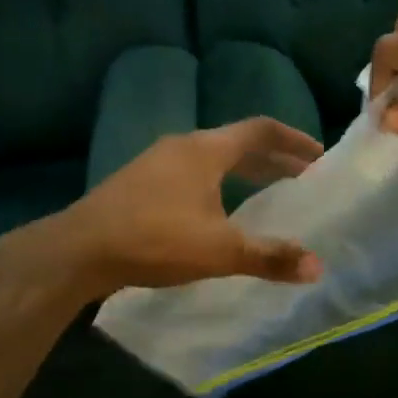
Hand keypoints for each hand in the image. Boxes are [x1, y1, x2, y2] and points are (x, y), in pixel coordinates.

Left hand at [38, 118, 324, 298]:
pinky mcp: (139, 182)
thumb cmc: (155, 239)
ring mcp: (157, 162)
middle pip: (238, 143)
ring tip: (267, 192)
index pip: (261, 130)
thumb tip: (317, 267)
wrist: (78, 249)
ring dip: (244, 171)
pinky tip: (218, 210)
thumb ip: (270, 257)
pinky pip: (193, 172)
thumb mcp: (219, 250)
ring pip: (213, 158)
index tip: (319, 156)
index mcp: (207, 150)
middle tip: (302, 178)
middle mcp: (183, 146)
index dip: (294, 141)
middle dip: (273, 160)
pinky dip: (219, 183)